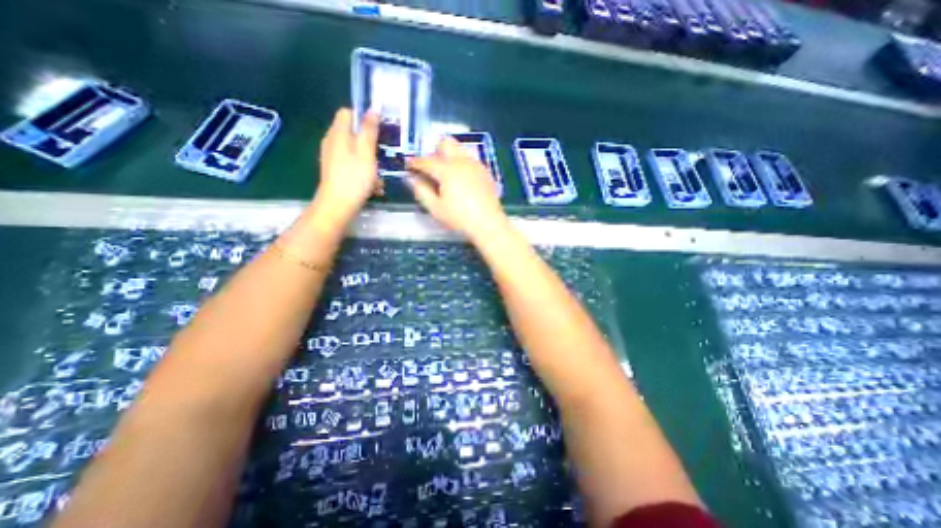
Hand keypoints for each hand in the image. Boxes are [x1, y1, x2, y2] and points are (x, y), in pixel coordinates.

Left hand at [311, 108, 378, 223]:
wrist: (338, 205)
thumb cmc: (354, 178)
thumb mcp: (366, 152)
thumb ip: (369, 130)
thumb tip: (373, 108)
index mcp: (338, 133)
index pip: (348, 112)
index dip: (364, 117)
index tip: (379, 130)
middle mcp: (331, 140)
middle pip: (351, 131)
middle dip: (368, 139)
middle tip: (383, 151)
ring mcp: (331, 156)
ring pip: (353, 148)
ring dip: (367, 156)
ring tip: (379, 170)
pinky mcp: (334, 169)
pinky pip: (350, 161)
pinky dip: (361, 167)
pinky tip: (371, 181)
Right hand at [411, 136, 511, 240]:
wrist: (489, 224)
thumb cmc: (459, 218)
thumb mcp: (435, 208)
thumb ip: (421, 191)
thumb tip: (411, 179)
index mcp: (447, 169)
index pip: (426, 160)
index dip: (415, 162)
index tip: (409, 165)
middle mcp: (462, 161)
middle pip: (446, 143)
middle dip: (434, 151)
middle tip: (430, 168)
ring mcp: (476, 165)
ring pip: (460, 150)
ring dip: (449, 156)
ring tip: (446, 175)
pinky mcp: (485, 172)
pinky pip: (470, 160)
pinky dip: (461, 164)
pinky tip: (461, 181)